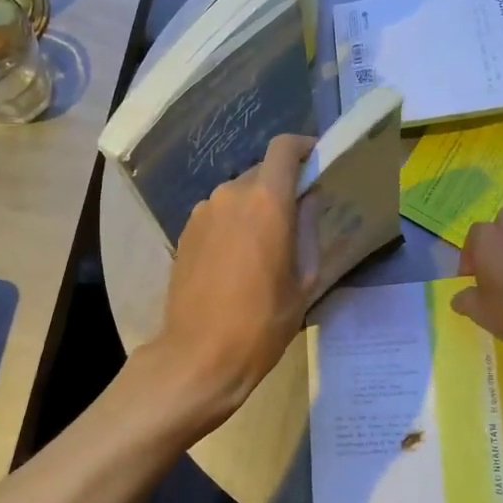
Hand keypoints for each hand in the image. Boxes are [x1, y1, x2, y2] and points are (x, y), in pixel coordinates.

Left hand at [148, 134, 317, 428]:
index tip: (317, 161)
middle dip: (282, 187)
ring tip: (266, 247)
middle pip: (262, 172)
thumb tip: (309, 199)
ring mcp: (202, 212)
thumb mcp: (303, 281)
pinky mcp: (185, 233)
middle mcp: (231, 195)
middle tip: (297, 219)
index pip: (284, 148)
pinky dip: (234, 224)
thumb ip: (308, 229)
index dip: (303, 147)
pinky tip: (238, 261)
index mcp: (266, 202)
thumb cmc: (262, 323)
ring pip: (238, 195)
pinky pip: (218, 214)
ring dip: (256, 208)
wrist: (199, 356)